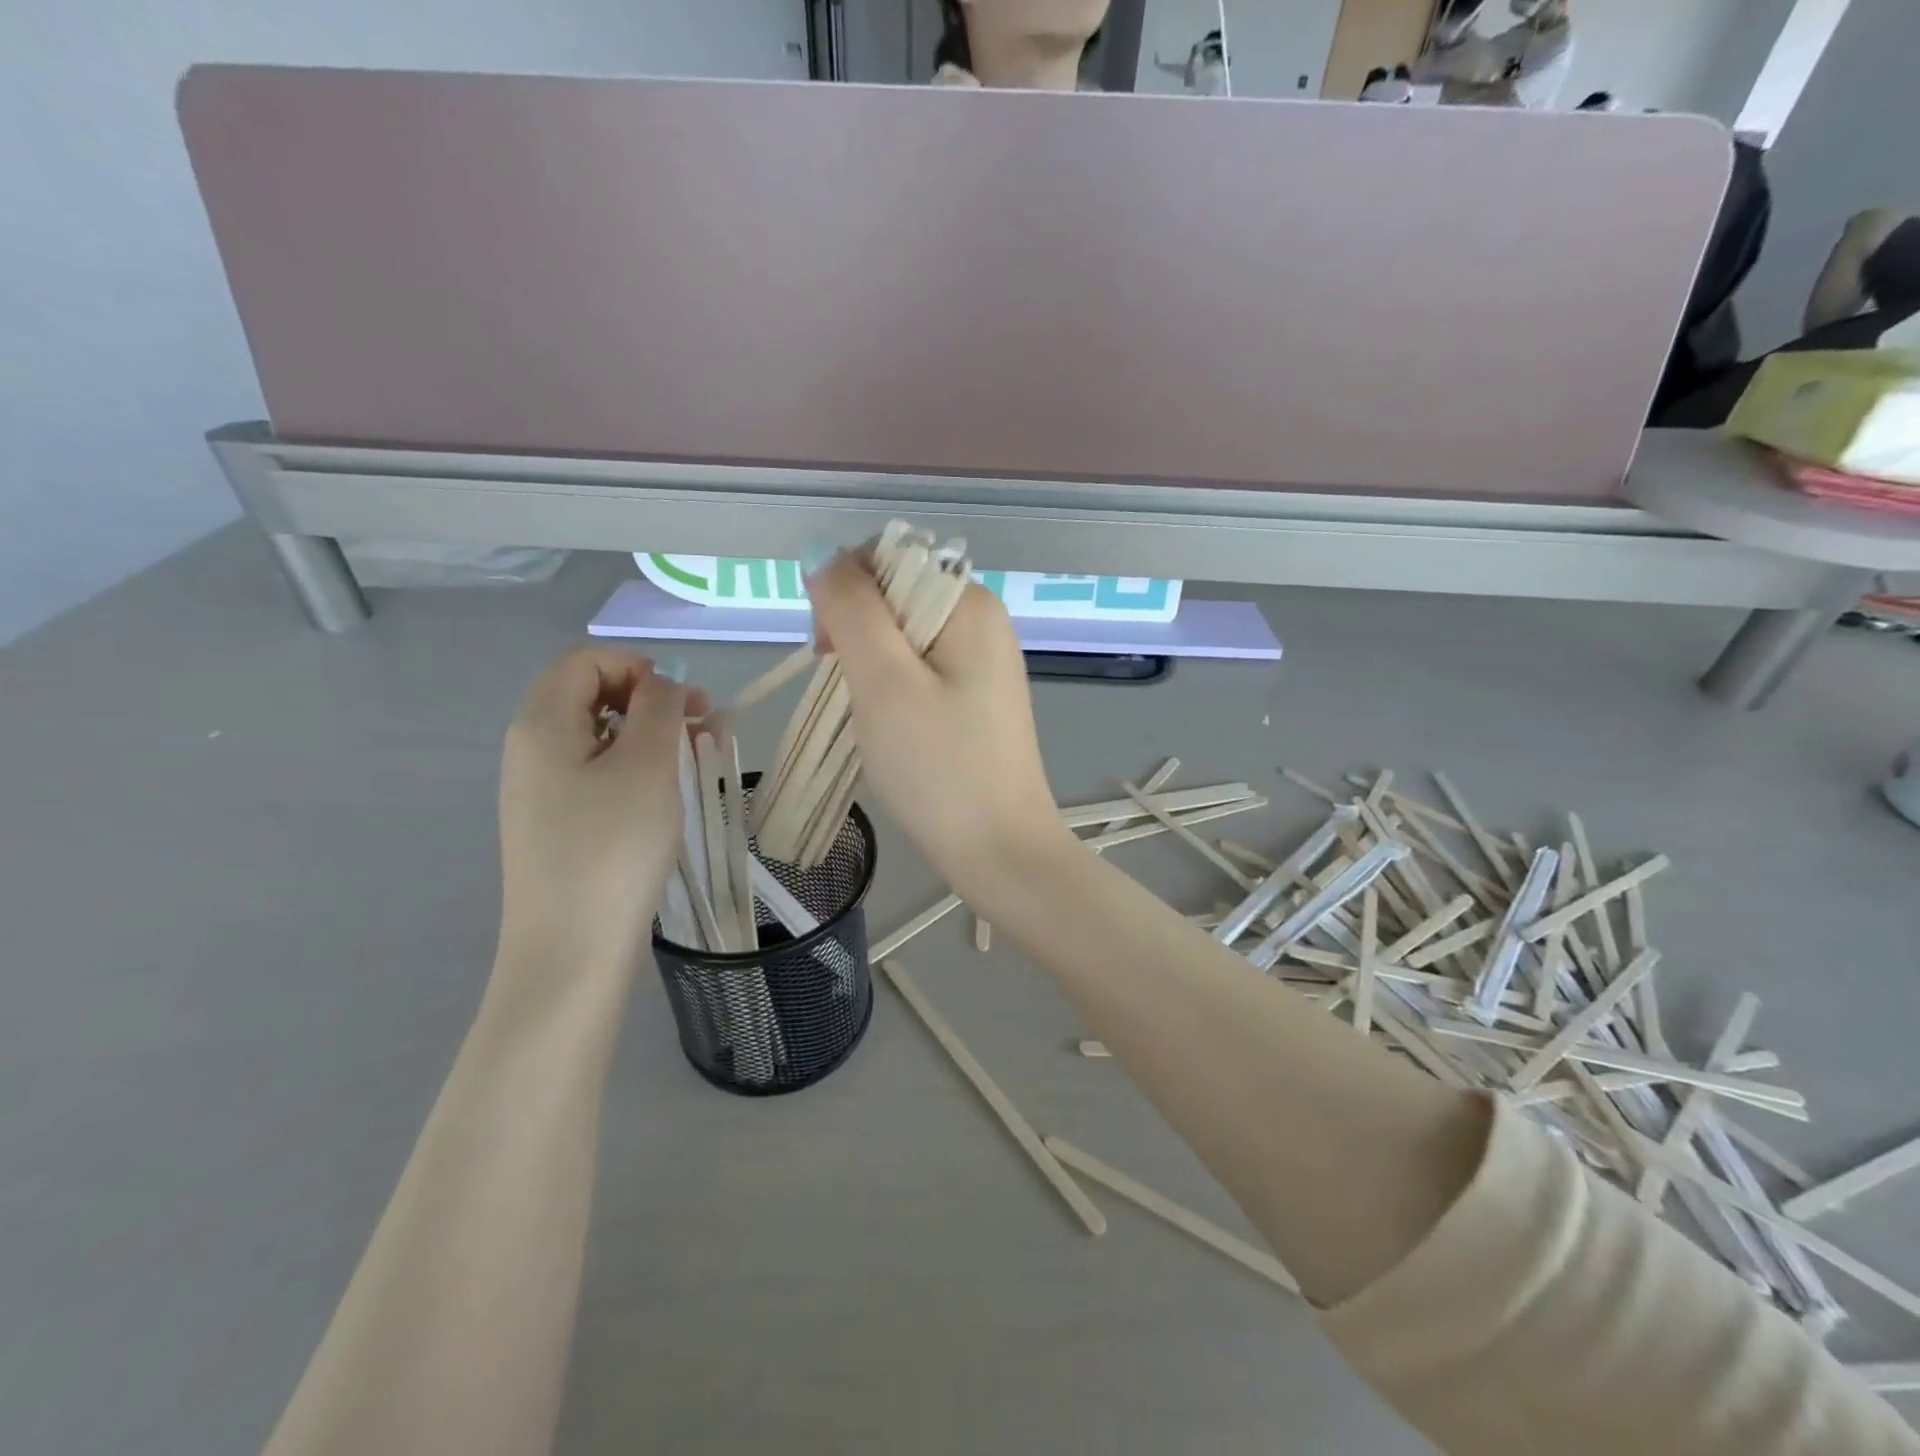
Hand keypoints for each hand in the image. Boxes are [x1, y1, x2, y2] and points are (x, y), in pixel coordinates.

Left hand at [497, 647, 706, 969]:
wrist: (571, 949)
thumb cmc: (613, 847)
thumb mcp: (647, 765)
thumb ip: (658, 708)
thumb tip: (663, 684)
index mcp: (541, 723)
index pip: (586, 661)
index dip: (639, 667)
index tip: (685, 703)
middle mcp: (530, 749)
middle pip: (589, 694)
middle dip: (648, 699)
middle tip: (699, 728)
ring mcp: (539, 789)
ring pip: (597, 736)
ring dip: (647, 735)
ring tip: (693, 760)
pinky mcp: (555, 823)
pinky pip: (595, 773)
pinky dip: (633, 768)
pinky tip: (663, 796)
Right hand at [805, 554, 1070, 902]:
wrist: (1000, 849)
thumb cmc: (938, 766)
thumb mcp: (884, 681)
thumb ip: (852, 609)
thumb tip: (824, 557)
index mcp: (969, 602)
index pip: (886, 559)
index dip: (844, 593)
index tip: (828, 652)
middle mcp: (983, 621)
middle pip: (894, 597)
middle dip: (855, 634)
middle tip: (849, 693)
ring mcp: (984, 662)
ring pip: (903, 639)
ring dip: (871, 668)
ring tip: (870, 718)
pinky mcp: (978, 700)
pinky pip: (922, 672)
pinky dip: (894, 692)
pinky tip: (894, 729)